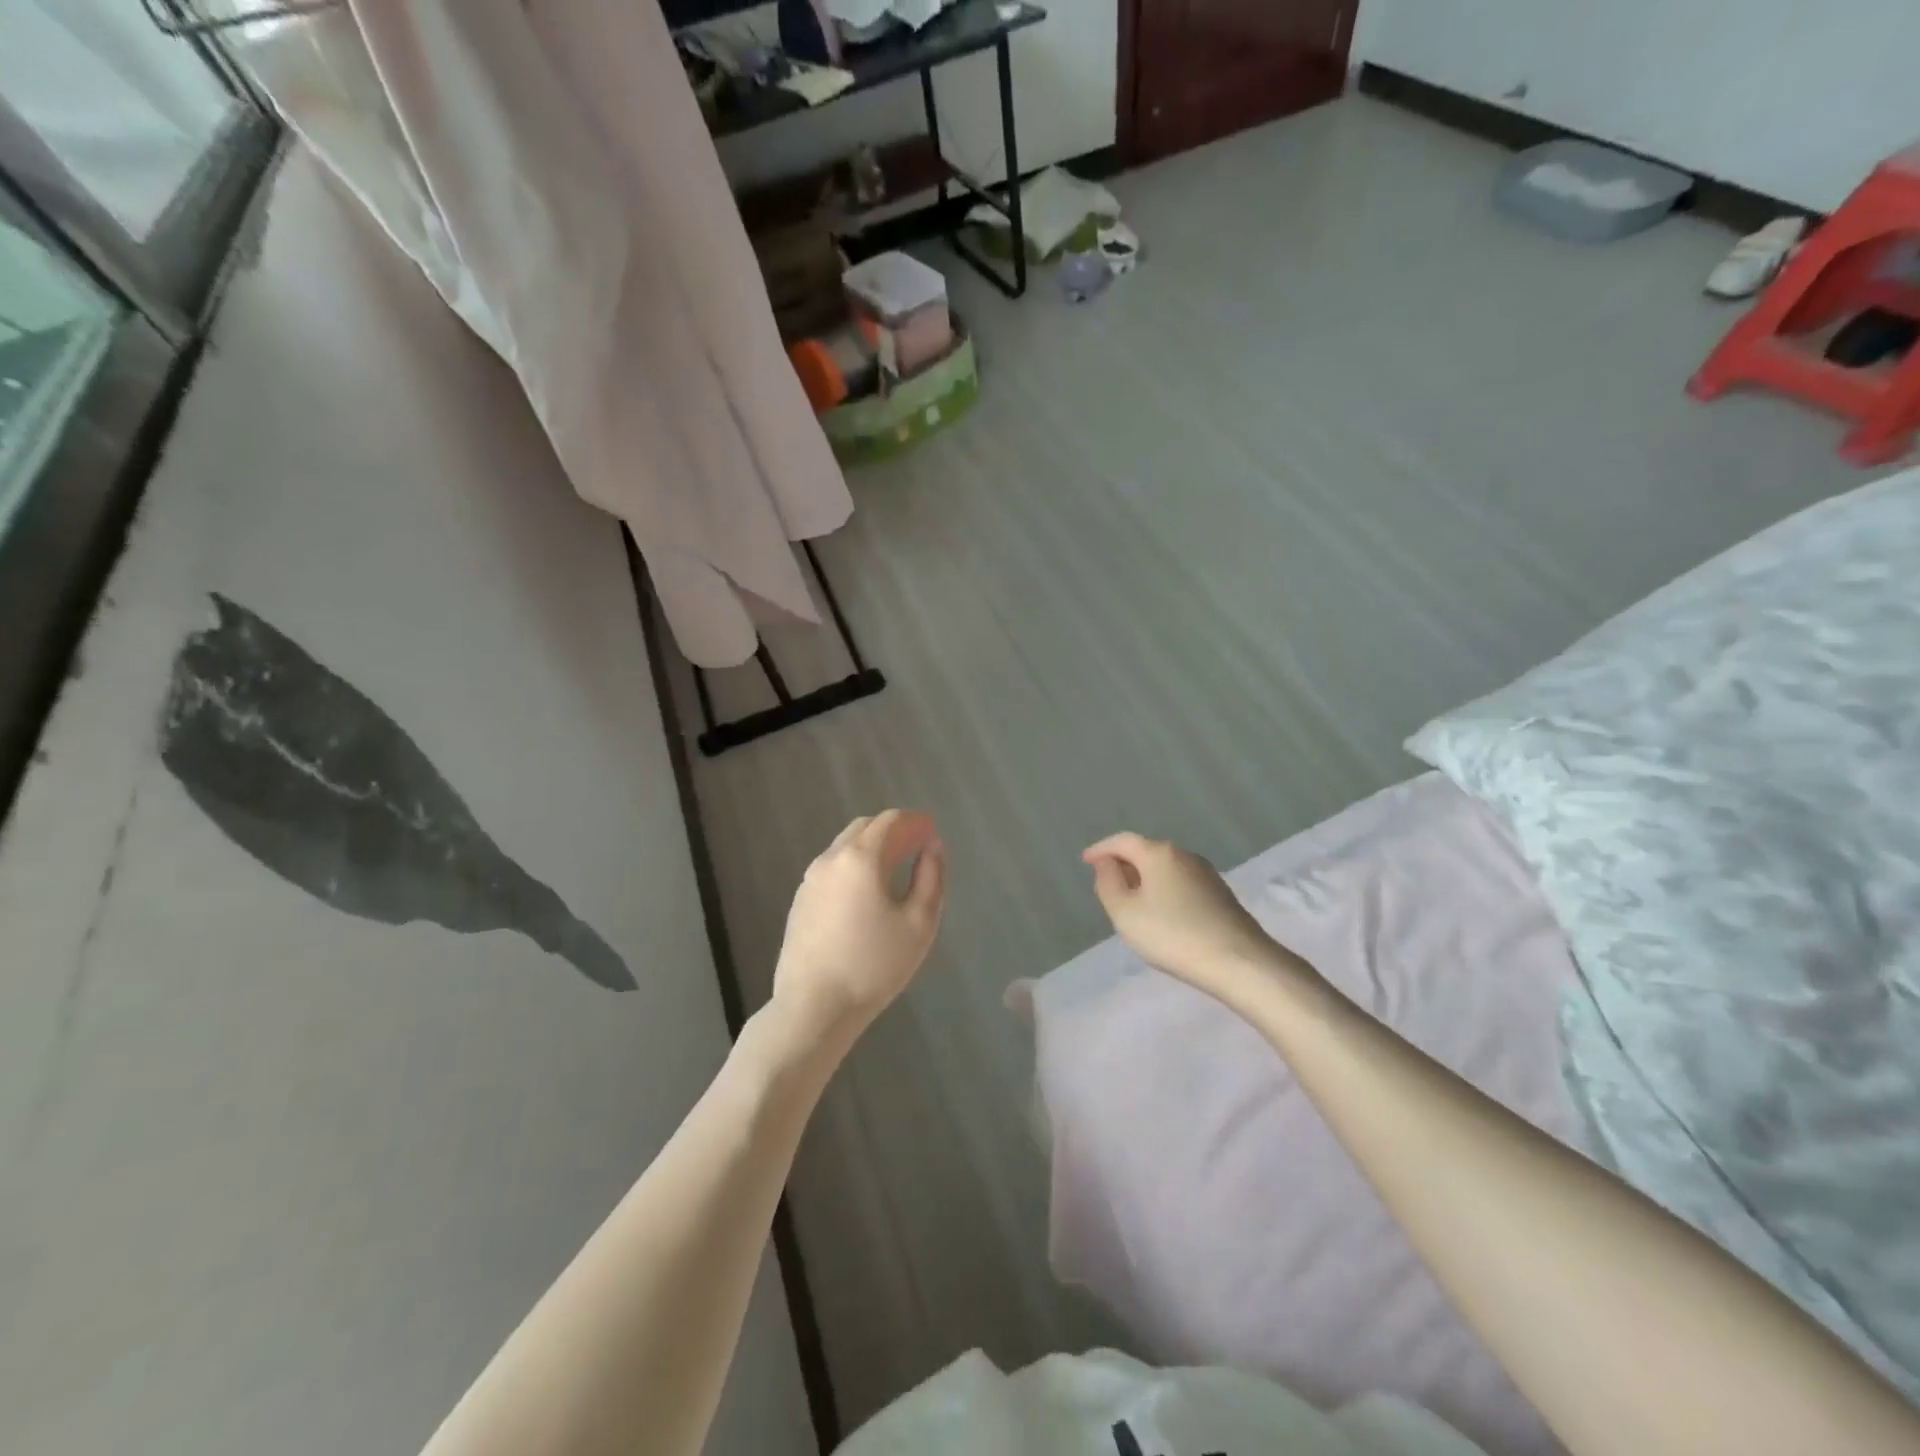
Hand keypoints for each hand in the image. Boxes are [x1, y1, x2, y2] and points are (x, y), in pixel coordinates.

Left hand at [772, 810, 945, 1043]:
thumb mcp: (919, 923)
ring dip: (871, 847)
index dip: (914, 821)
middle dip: (893, 830)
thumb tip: (933, 847)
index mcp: (860, 858)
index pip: (890, 821)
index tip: (932, 829)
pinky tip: (866, 891)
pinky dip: (854, 866)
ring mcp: (810, 880)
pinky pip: (832, 869)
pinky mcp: (800, 901)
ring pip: (844, 848)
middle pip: (864, 828)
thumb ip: (931, 877)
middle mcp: (830, 859)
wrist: (813, 1007)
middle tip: (917, 844)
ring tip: (895, 866)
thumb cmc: (873, 966)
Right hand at [1082, 833, 1279, 1001]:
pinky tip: (1162, 913)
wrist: (1239, 962)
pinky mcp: (1221, 894)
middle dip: (1124, 863)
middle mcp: (1184, 854)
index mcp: (1158, 853)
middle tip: (1107, 882)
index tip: (1085, 860)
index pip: (1123, 841)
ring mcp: (1207, 873)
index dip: (1101, 849)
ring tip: (1132, 901)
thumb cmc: (1172, 935)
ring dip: (1145, 878)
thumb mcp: (1125, 912)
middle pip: (1146, 851)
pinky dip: (1164, 890)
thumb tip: (1106, 864)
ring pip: (1165, 868)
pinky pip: (1181, 882)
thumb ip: (1108, 883)